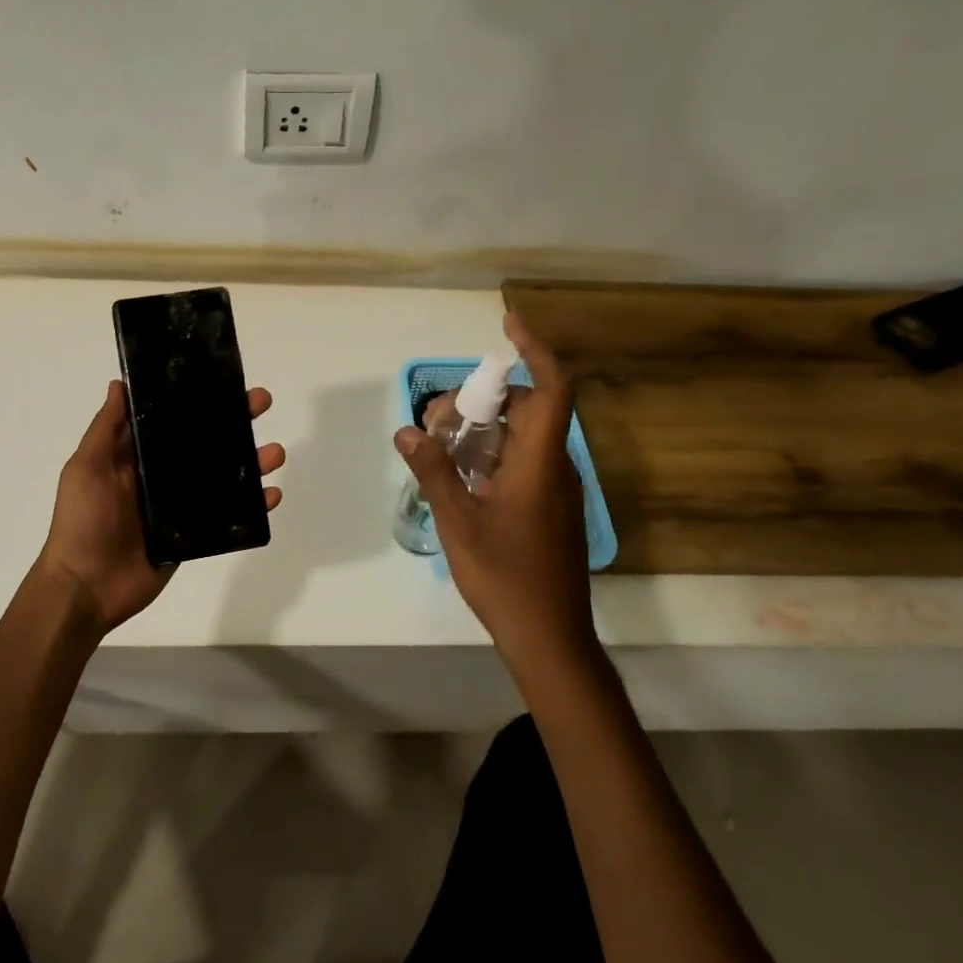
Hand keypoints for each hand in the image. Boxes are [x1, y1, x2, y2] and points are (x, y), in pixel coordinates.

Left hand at [37, 380, 284, 636]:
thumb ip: (106, 428)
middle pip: (204, 443)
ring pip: (223, 478)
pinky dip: (253, 507)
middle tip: (262, 403)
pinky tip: (272, 495)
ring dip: (252, 463)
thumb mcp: (87, 467)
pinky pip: (228, 516)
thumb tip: (120, 383)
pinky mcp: (193, 535)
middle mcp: (161, 476)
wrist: (86, 587)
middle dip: (234, 422)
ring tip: (276, 453)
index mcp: (136, 456)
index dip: (198, 399)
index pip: (173, 419)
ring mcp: (179, 506)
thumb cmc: (82, 522)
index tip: (224, 380)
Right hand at [395, 313, 595, 666]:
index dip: (534, 351)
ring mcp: (556, 492)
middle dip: (486, 399)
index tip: (507, 326)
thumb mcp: (458, 522)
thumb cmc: (505, 577)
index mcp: (539, 464)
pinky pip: (525, 463)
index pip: (551, 390)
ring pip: (525, 439)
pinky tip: (464, 479)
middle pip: (530, 410)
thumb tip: (406, 429)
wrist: (549, 637)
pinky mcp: (551, 511)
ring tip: (443, 446)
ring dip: (487, 429)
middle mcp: (555, 469)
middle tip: (441, 415)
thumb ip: (433, 471)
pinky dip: (495, 455)